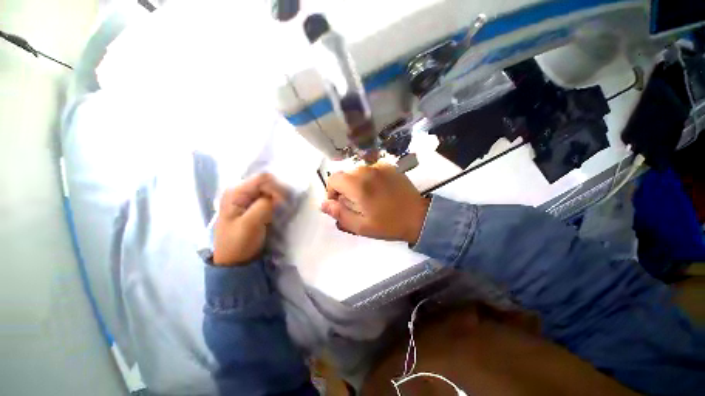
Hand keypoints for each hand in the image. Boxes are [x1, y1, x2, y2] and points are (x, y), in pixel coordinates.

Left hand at [213, 173, 285, 265]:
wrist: (235, 260)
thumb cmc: (239, 243)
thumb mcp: (250, 224)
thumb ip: (264, 205)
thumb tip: (278, 195)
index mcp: (235, 192)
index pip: (263, 178)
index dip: (276, 188)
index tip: (282, 203)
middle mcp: (240, 190)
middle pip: (267, 182)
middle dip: (278, 193)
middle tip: (281, 208)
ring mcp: (246, 197)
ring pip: (270, 189)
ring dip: (278, 198)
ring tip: (279, 210)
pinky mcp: (253, 204)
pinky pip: (269, 197)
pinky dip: (276, 202)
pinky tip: (276, 210)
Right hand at [321, 164, 429, 243]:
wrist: (418, 217)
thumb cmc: (388, 224)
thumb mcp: (360, 226)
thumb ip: (339, 213)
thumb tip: (323, 204)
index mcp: (359, 185)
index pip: (333, 178)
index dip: (331, 191)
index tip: (339, 203)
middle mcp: (367, 170)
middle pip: (345, 174)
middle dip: (344, 188)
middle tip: (354, 204)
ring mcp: (380, 167)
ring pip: (357, 172)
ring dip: (356, 183)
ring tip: (367, 198)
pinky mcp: (389, 167)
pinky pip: (370, 170)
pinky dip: (368, 178)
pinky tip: (378, 190)